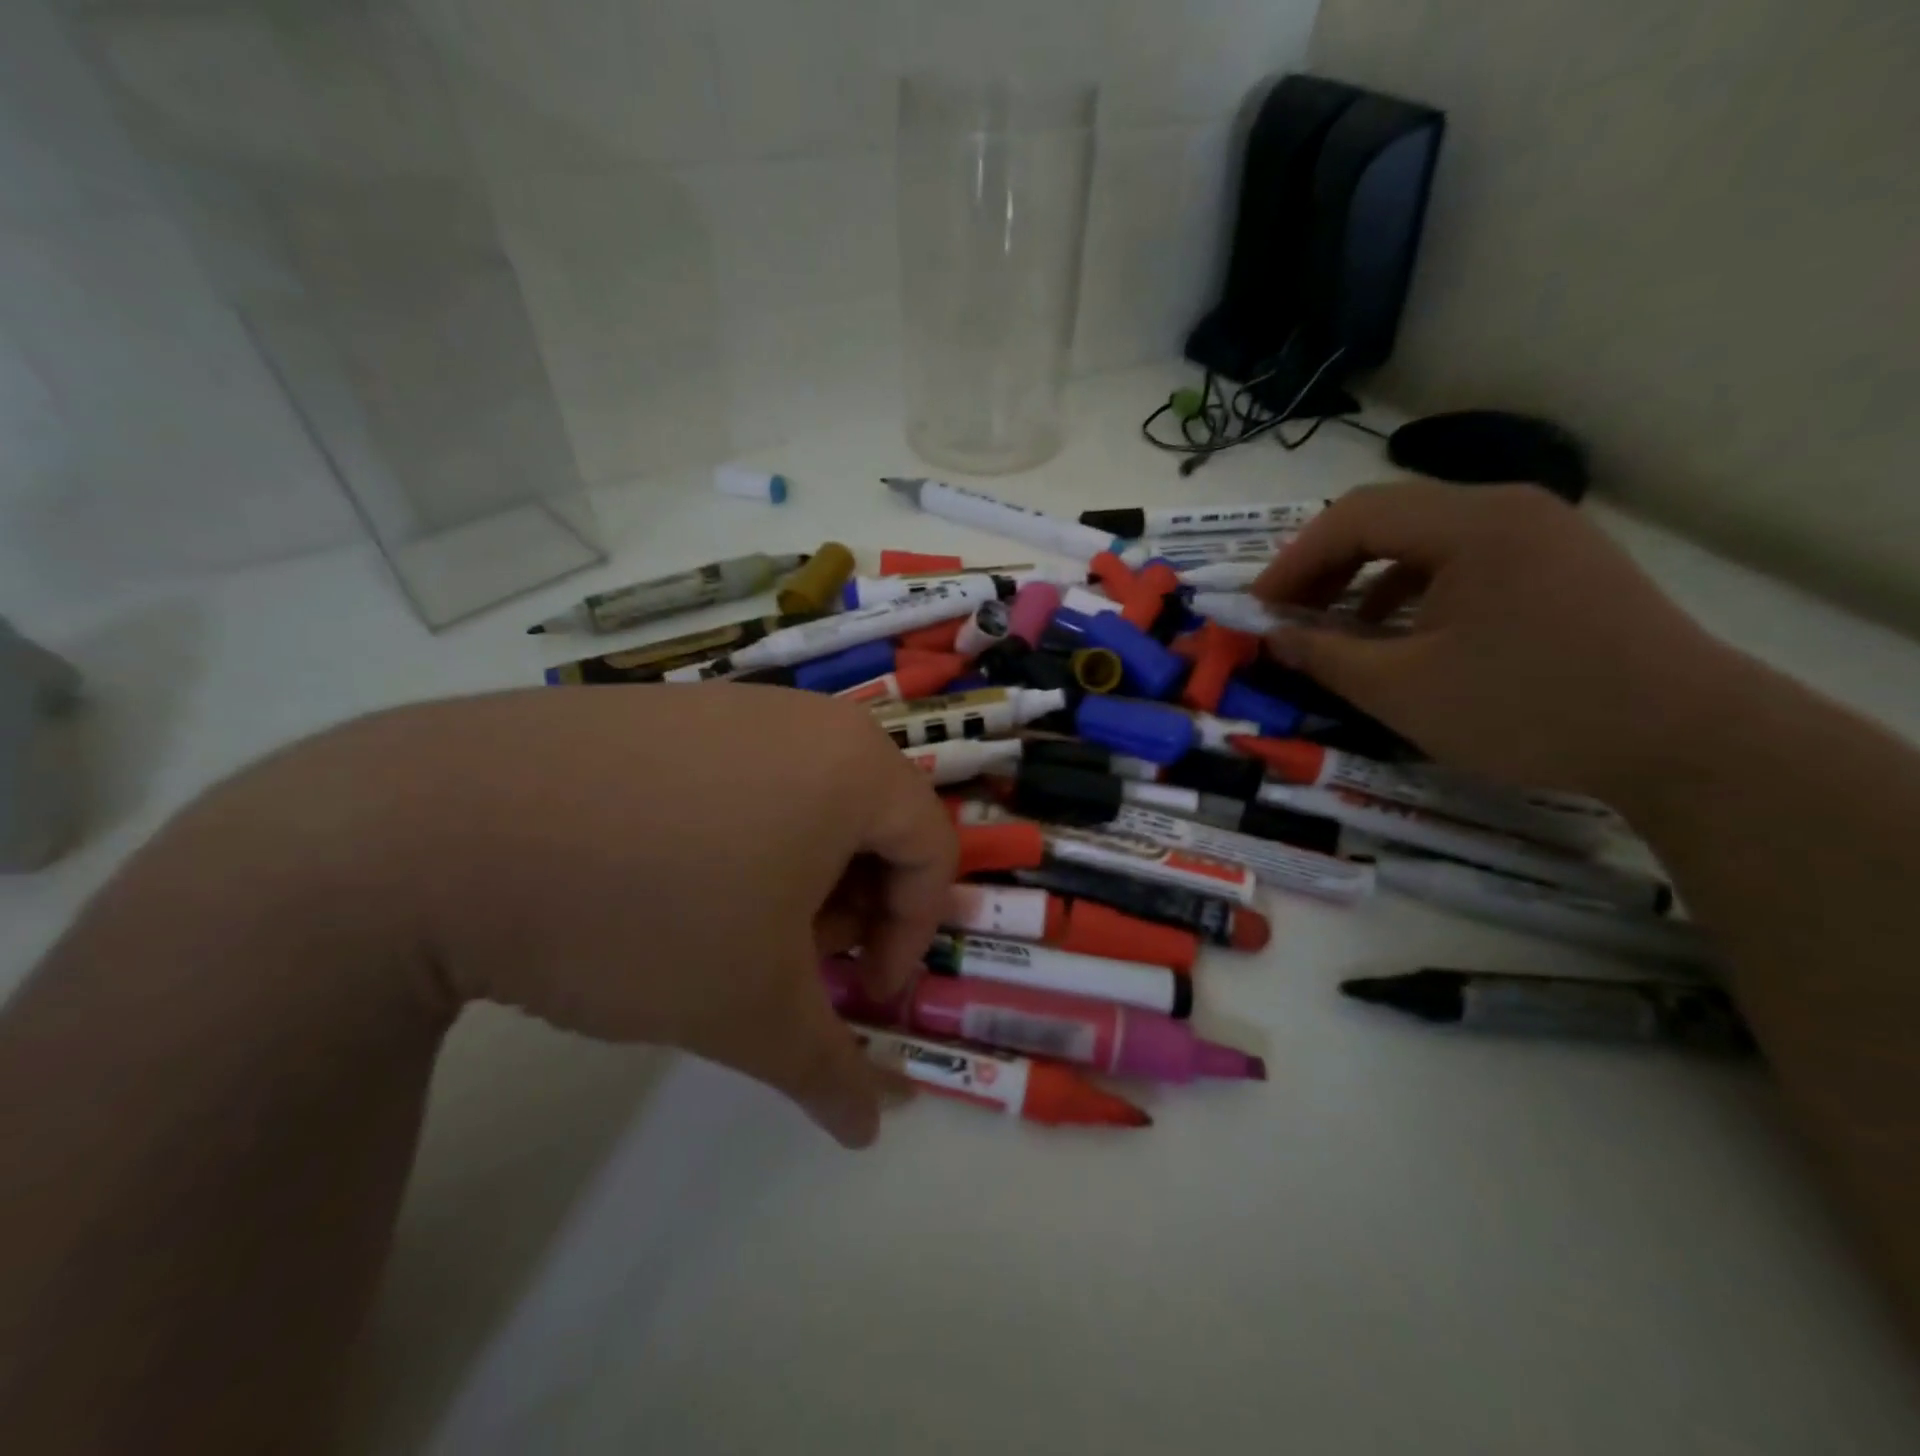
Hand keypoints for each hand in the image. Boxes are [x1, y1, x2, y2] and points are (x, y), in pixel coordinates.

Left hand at [322, 685, 955, 1146]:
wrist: (439, 832)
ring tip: (730, 930)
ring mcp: (726, 705)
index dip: (911, 935)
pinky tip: (664, 884)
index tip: (863, 995)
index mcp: (853, 765)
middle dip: (852, 906)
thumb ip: (826, 1071)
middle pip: (871, 821)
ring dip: (796, 875)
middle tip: (797, 964)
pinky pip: (737, 776)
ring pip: (804, 799)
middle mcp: (802, 718)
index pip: (933, 850)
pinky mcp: (660, 710)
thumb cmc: (643, 913)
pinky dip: (737, 836)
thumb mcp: (749, 1009)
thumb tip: (871, 1130)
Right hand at [1252, 481, 1747, 802]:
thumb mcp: (1403, 690)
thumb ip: (1325, 656)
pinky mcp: (1560, 564)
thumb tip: (1273, 636)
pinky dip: (1413, 588)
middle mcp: (1507, 508)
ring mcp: (1542, 532)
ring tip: (1334, 625)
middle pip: (1388, 516)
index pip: (1352, 517)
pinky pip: (1463, 559)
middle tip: (1286, 614)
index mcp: (1470, 524)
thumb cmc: (1528, 708)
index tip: (1256, 610)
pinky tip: (1400, 632)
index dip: (1292, 562)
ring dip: (1366, 576)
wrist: (1688, 740)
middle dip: (1324, 566)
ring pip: (1424, 537)